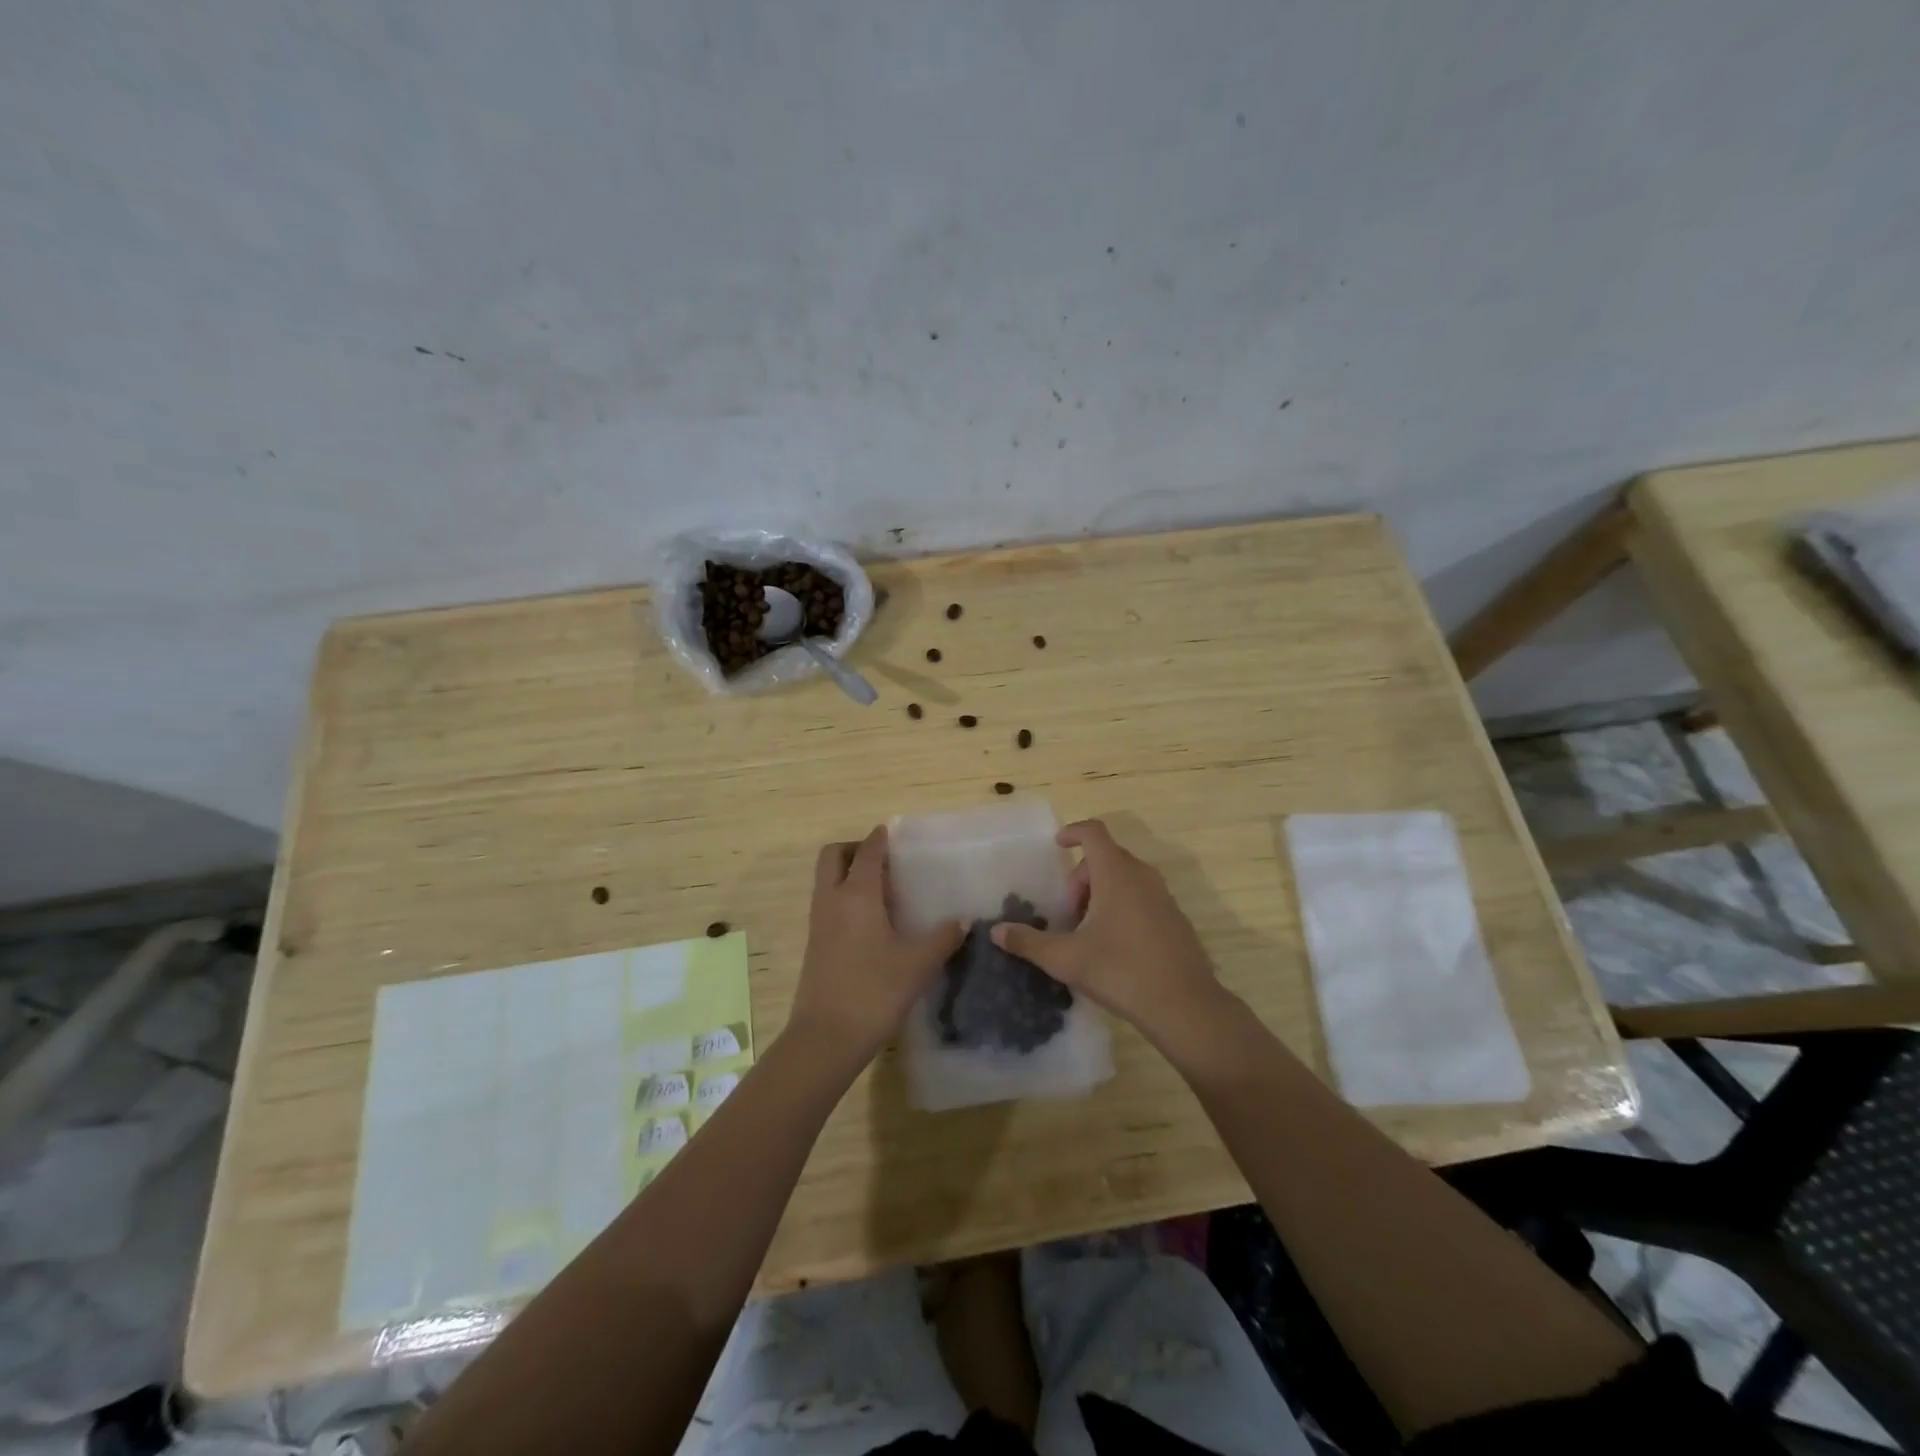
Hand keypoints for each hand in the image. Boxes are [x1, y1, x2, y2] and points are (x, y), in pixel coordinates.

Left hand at [788, 826, 965, 1063]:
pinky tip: (872, 922)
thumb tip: (963, 920)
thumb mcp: (918, 964)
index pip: (866, 851)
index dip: (880, 838)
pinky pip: (827, 904)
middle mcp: (832, 900)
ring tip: (883, 890)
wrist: (825, 1038)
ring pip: (826, 880)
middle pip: (833, 856)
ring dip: (848, 874)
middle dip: (854, 849)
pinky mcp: (814, 945)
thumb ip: (943, 937)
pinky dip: (844, 898)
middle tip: (884, 861)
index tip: (894, 833)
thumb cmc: (874, 991)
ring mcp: (818, 923)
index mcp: (857, 894)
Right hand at [990, 819, 1224, 1037]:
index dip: (1073, 832)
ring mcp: (1164, 897)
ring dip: (1101, 893)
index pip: (1094, 832)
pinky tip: (1114, 947)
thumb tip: (996, 932)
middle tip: (1067, 912)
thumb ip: (1029, 942)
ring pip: (1126, 878)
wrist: (1185, 1006)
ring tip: (1087, 931)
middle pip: (1107, 857)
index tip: (1056, 845)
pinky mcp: (1176, 919)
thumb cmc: (1121, 972)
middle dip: (1081, 877)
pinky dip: (1123, 906)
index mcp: (1116, 874)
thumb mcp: (1066, 959)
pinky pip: (1142, 897)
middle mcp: (1143, 876)